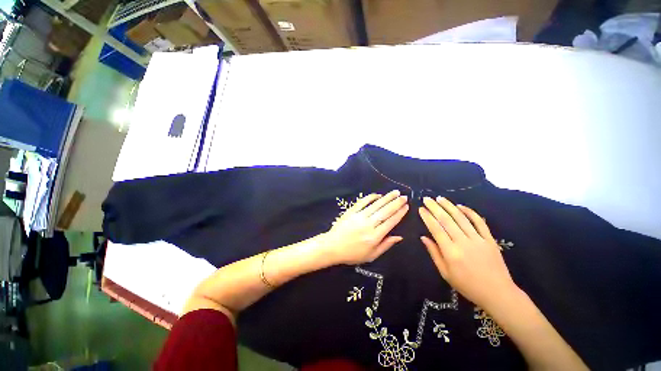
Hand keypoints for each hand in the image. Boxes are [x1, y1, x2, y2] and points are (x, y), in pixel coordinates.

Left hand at [322, 190, 408, 264]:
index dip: (399, 213)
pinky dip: (370, 197)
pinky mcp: (351, 211)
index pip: (390, 222)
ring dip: (386, 198)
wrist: (333, 247)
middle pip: (385, 211)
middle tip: (404, 197)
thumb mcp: (371, 255)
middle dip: (396, 203)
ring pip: (376, 205)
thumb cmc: (353, 254)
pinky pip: (362, 202)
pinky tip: (378, 195)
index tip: (406, 207)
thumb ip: (386, 245)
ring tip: (395, 192)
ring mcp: (359, 216)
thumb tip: (399, 237)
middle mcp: (368, 224)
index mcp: (374, 237)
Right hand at [419, 196, 517, 308]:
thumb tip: (423, 237)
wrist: (497, 293)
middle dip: (435, 207)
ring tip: (440, 198)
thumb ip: (434, 253)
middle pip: (446, 220)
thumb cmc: (467, 285)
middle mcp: (463, 242)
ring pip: (461, 218)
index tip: (421, 209)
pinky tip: (461, 206)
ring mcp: (478, 239)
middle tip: (427, 198)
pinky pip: (479, 222)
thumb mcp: (445, 273)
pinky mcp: (489, 239)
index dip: (427, 217)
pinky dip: (470, 212)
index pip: (435, 229)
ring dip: (449, 206)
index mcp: (450, 252)